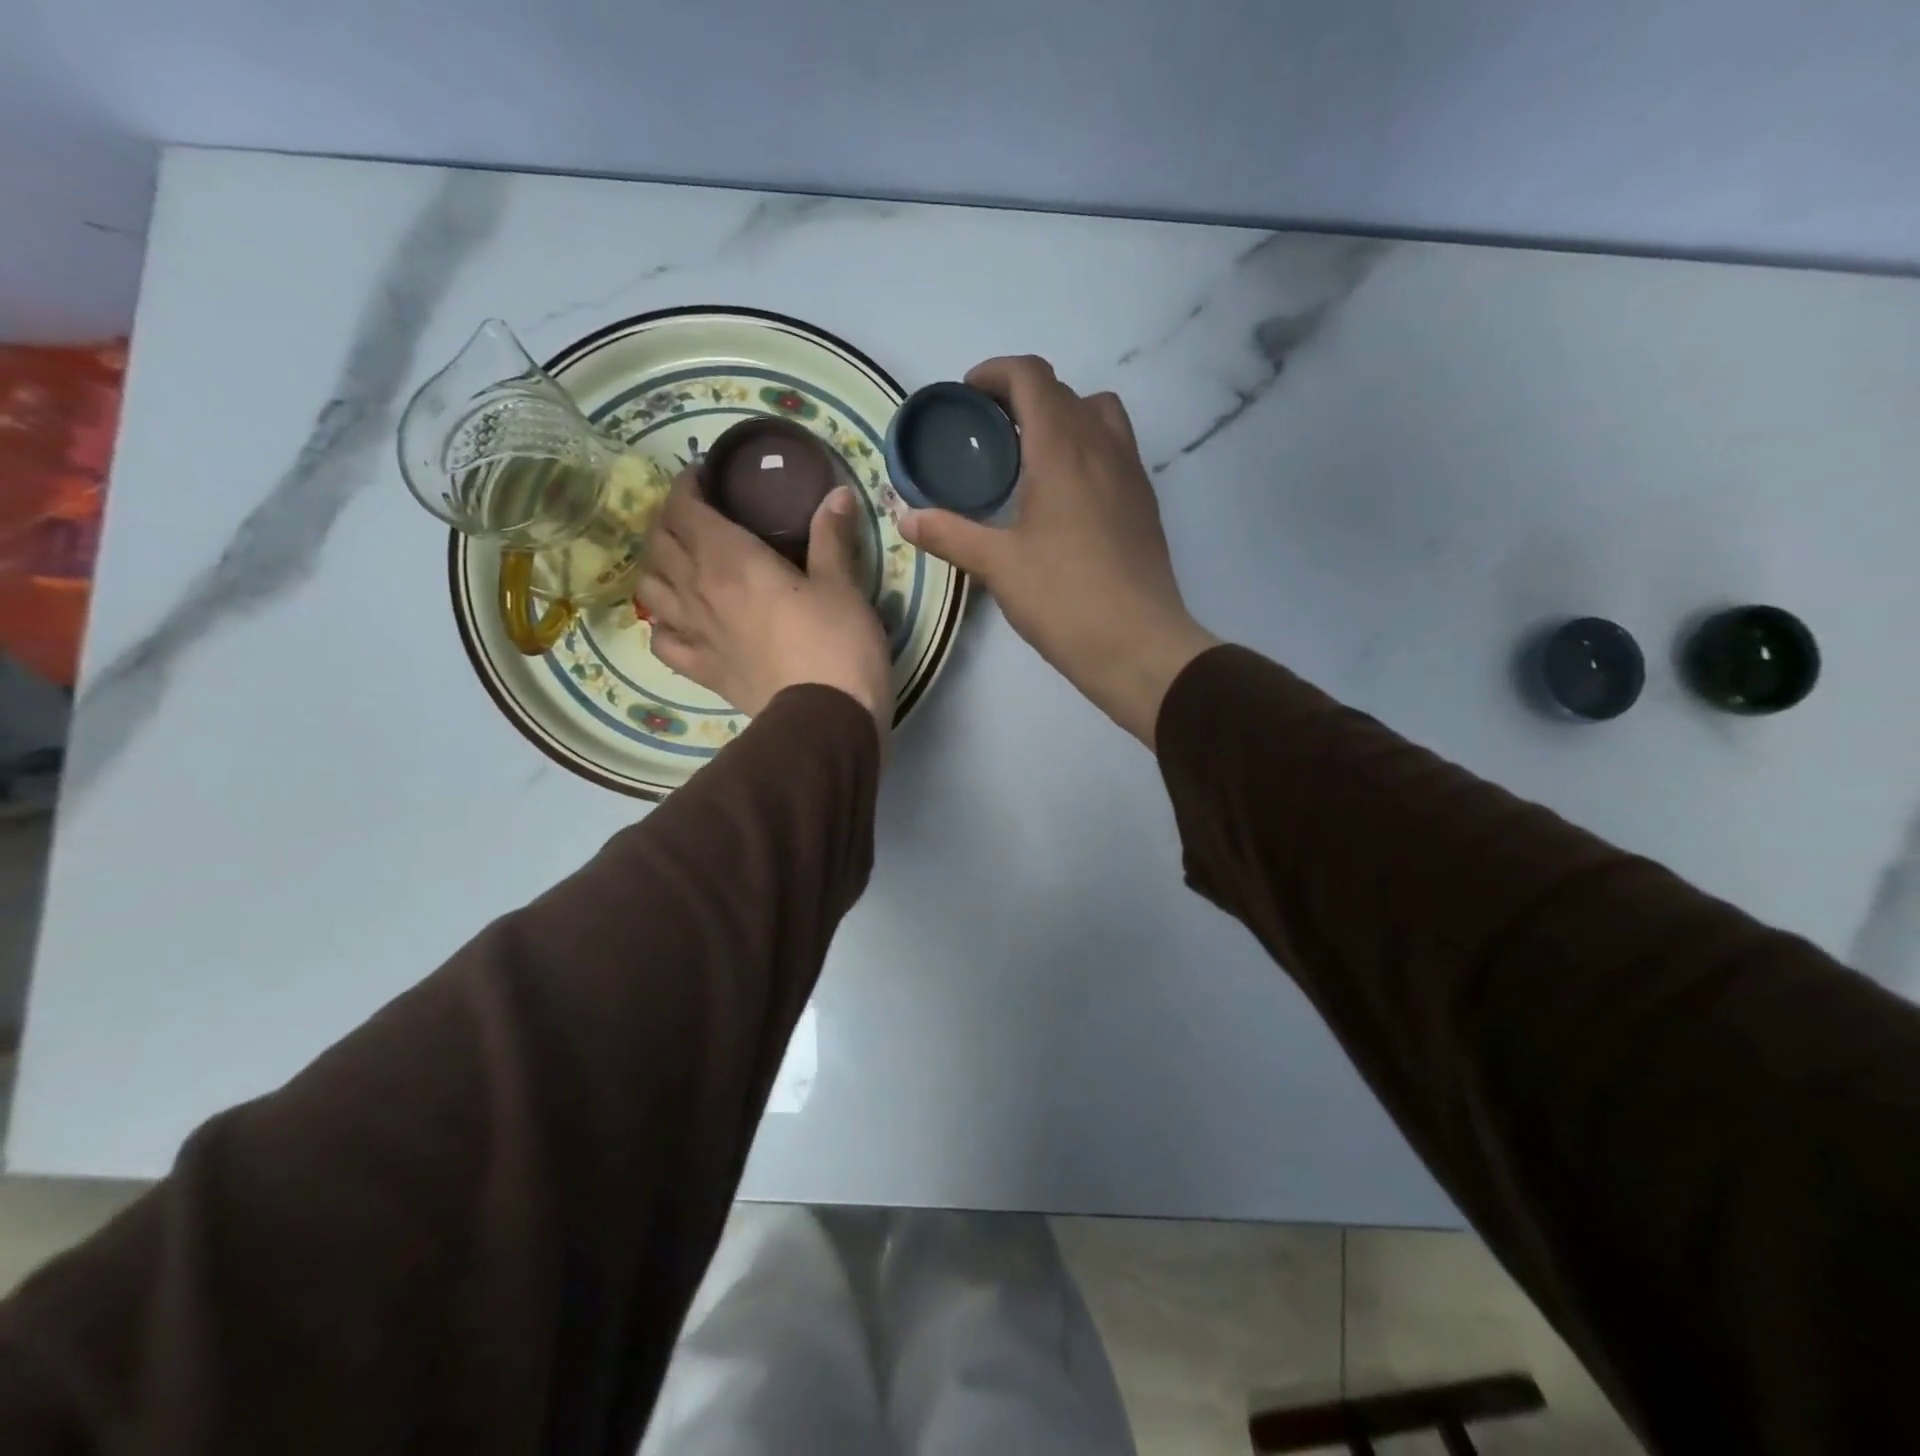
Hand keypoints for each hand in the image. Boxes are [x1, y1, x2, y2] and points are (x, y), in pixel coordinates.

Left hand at [636, 474, 892, 739]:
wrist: (826, 720)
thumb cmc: (838, 644)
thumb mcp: (842, 586)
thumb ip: (831, 537)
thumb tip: (836, 493)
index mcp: (730, 559)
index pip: (684, 508)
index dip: (688, 486)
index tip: (707, 478)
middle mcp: (699, 590)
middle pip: (659, 542)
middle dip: (671, 519)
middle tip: (699, 515)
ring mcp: (694, 633)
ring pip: (648, 587)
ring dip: (657, 566)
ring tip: (681, 561)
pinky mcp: (701, 670)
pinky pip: (661, 640)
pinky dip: (662, 622)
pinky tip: (679, 618)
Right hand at [899, 356, 1216, 746]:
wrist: (1137, 643)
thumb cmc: (1063, 598)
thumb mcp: (998, 566)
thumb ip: (950, 534)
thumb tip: (904, 517)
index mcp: (1062, 449)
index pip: (1032, 377)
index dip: (997, 373)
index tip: (968, 394)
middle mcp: (1102, 447)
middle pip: (1065, 392)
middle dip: (1023, 396)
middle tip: (990, 432)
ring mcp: (1131, 473)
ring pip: (1100, 414)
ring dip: (1064, 417)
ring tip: (1032, 456)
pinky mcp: (1144, 503)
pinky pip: (1116, 449)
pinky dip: (1088, 448)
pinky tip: (1065, 496)